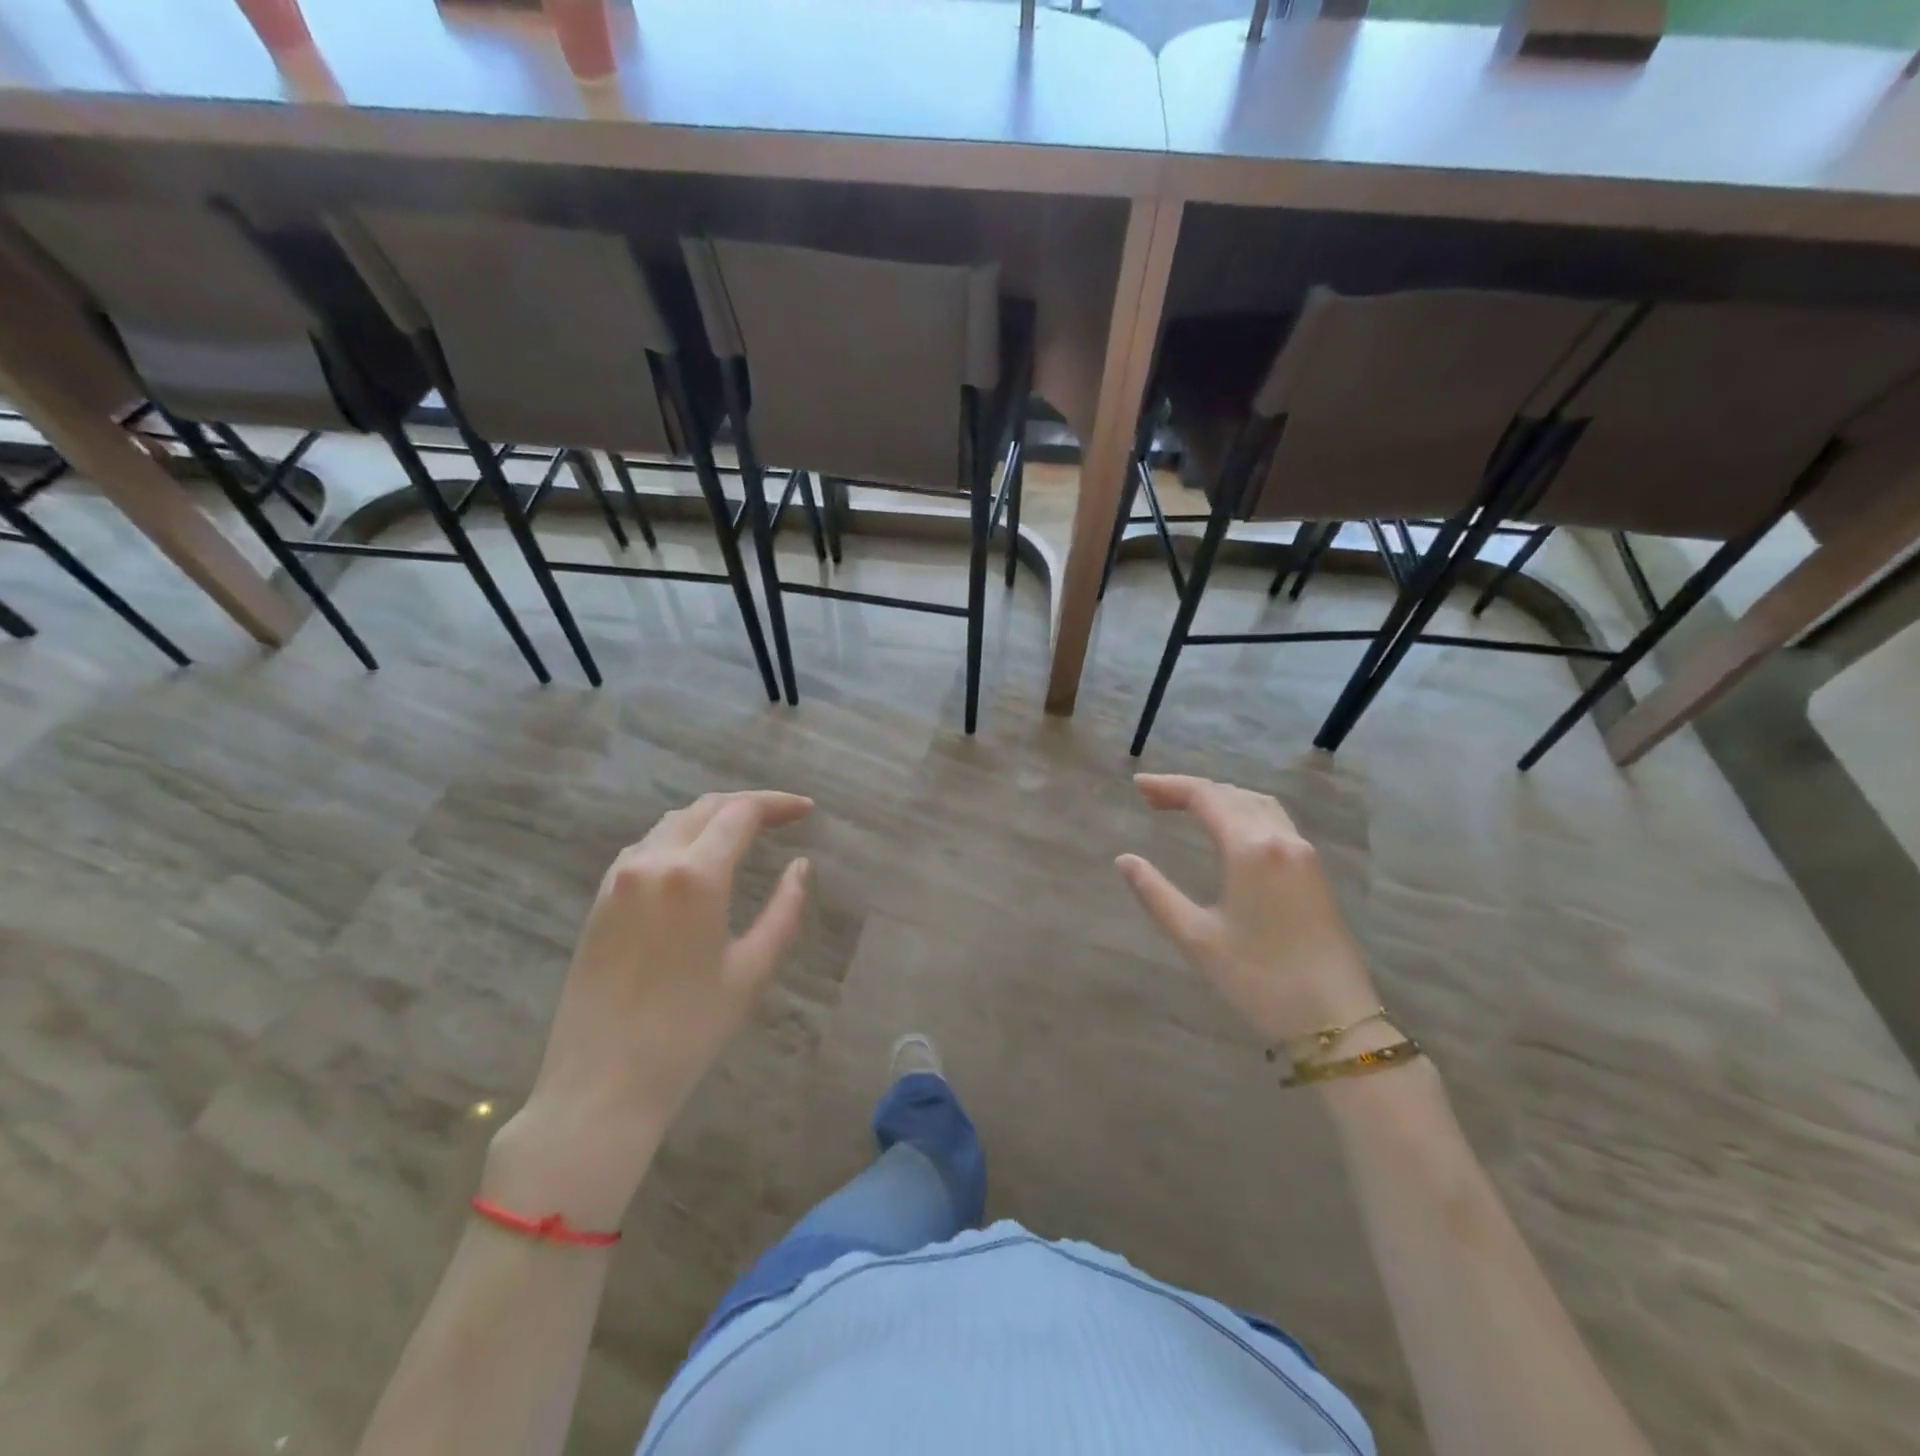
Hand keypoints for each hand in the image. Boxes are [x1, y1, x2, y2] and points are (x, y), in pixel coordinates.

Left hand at [485, 790, 812, 1227]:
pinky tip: (697, 860)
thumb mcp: (751, 970)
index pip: (741, 813)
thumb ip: (784, 910)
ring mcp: (618, 878)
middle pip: (705, 808)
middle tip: (784, 817)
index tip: (807, 810)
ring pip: (672, 823)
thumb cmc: (688, 1031)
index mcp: (695, 875)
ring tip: (745, 833)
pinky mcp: (599, 899)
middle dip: (748, 804)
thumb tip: (800, 867)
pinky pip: (646, 847)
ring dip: (712, 818)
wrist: (601, 1083)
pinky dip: (680, 839)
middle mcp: (652, 861)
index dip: (777, 804)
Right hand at [1116, 774, 1376, 1046]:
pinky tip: (1229, 829)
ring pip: (1257, 803)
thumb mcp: (1197, 938)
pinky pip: (1274, 820)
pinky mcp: (1313, 870)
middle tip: (1152, 798)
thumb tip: (1125, 860)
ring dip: (1220, 797)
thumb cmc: (1259, 978)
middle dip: (1190, 790)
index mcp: (1250, 848)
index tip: (1137, 786)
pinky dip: (1243, 810)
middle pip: (1231, 793)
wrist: (1335, 1019)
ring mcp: (1302, 853)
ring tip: (1186, 807)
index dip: (1169, 786)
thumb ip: (1156, 894)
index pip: (1206, 797)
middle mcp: (1280, 838)